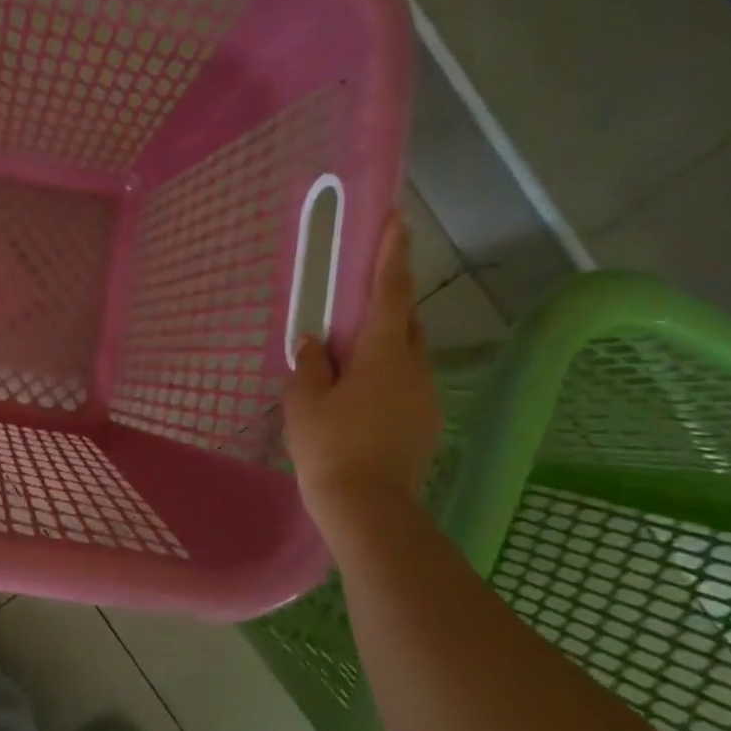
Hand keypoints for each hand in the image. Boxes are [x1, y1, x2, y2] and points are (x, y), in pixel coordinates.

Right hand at [283, 214, 442, 522]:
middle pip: (405, 319)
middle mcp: (413, 367)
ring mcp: (425, 397)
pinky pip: (406, 382)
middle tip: (363, 290)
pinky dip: (386, 373)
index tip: (398, 220)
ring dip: (384, 341)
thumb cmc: (330, 447)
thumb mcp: (304, 401)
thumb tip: (315, 342)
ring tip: (350, 353)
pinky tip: (359, 393)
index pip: (390, 292)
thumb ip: (310, 365)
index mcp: (383, 354)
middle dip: (389, 298)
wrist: (369, 509)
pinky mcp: (425, 423)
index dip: (392, 254)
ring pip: (407, 353)